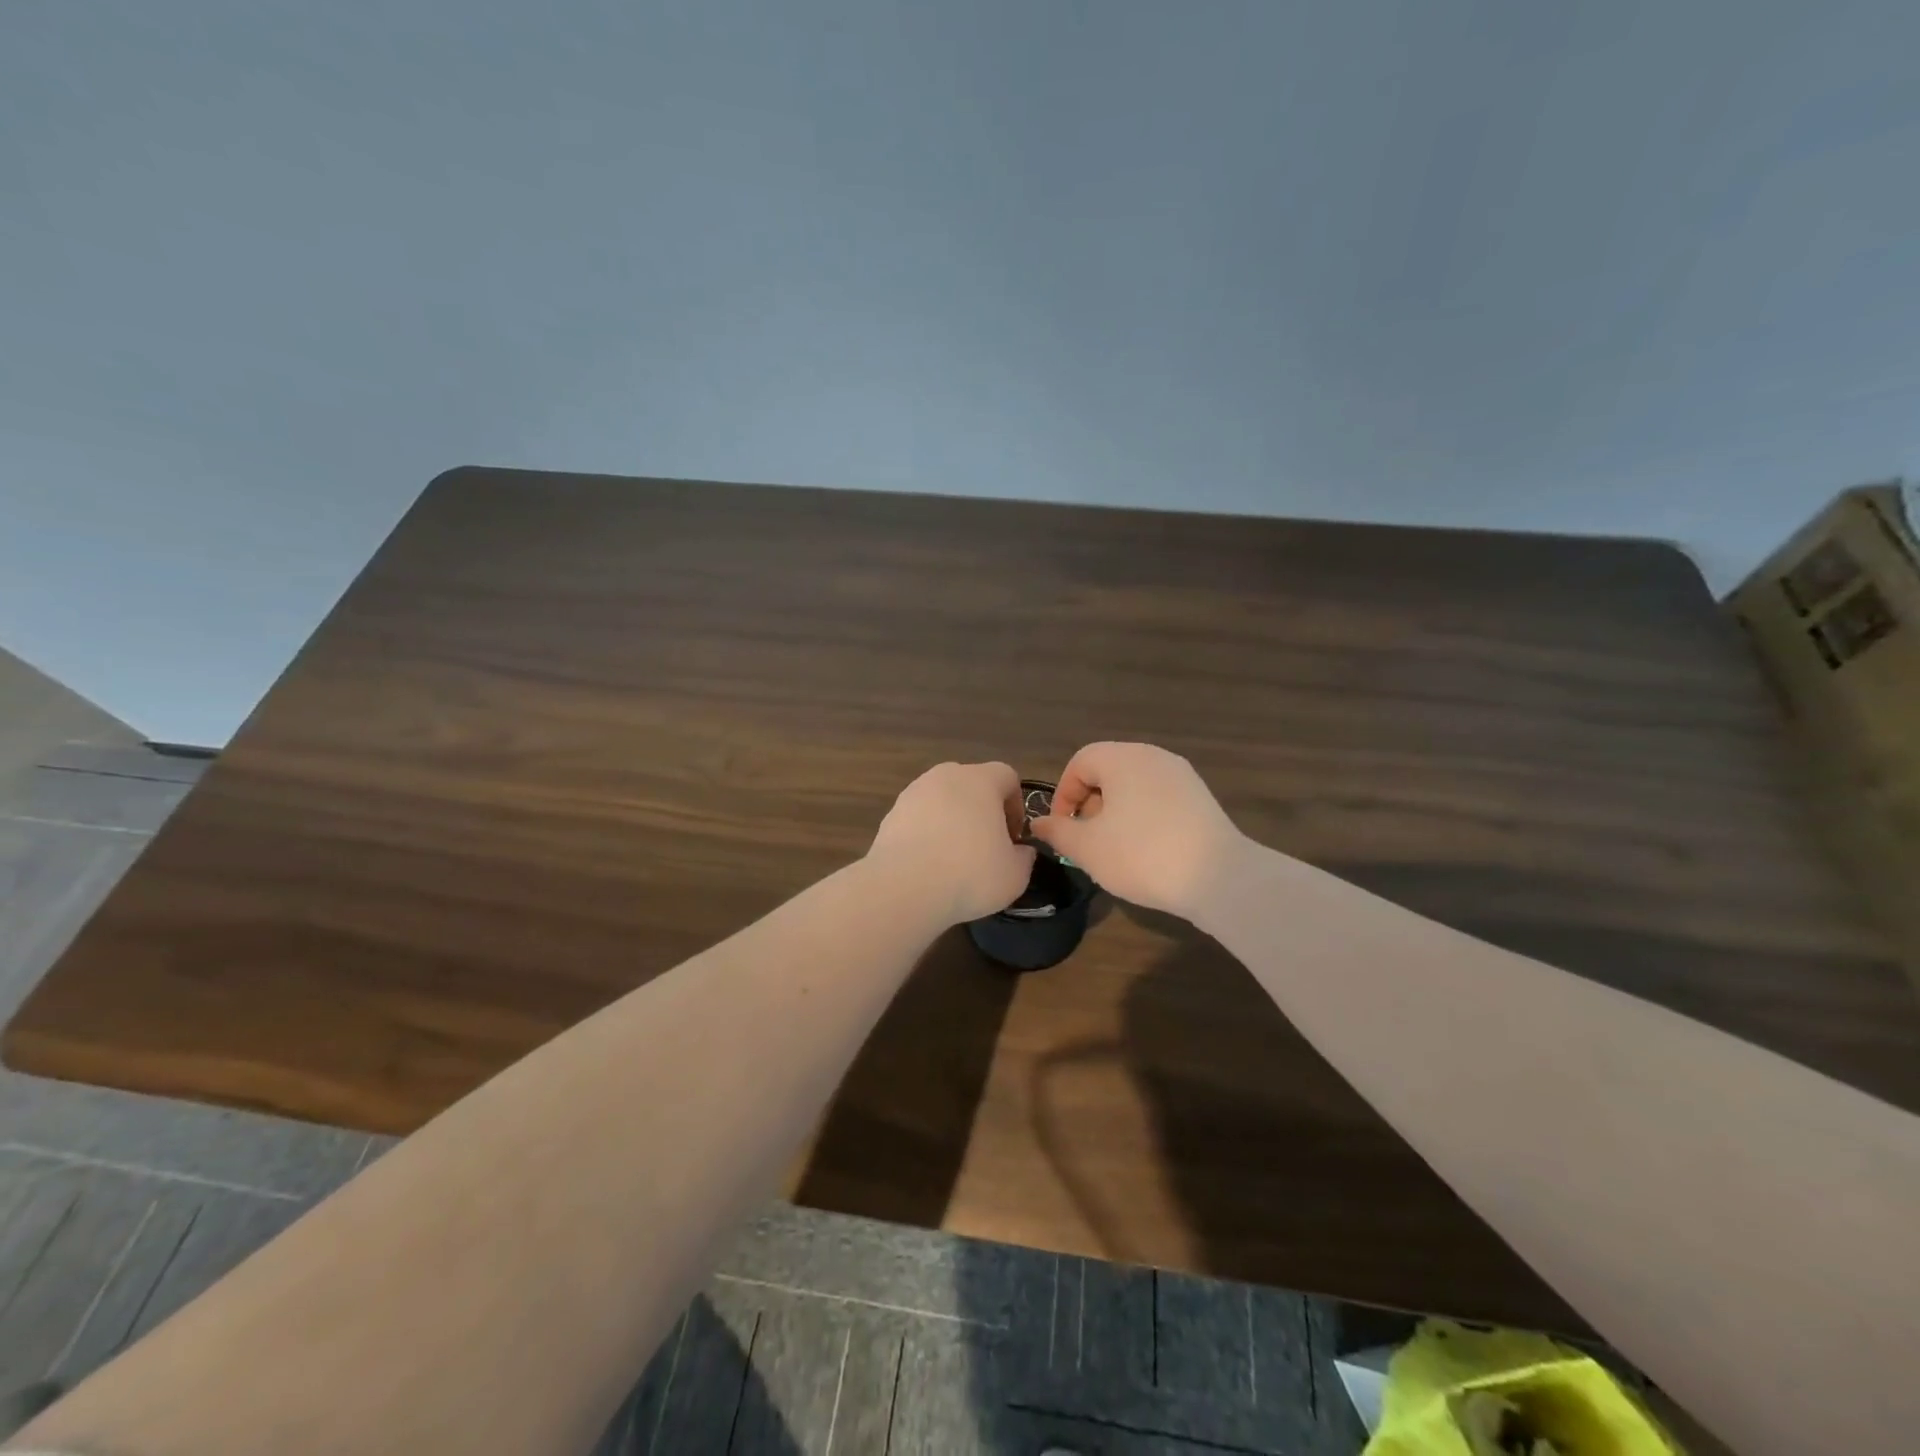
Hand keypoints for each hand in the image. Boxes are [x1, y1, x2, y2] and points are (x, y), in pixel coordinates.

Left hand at [868, 761, 1035, 924]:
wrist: (904, 888)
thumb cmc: (970, 873)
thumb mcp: (1015, 874)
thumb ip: (1024, 857)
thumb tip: (1021, 851)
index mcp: (980, 780)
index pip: (1007, 777)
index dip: (1015, 805)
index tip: (1013, 837)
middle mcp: (945, 776)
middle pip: (971, 784)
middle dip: (982, 810)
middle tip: (986, 846)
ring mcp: (913, 793)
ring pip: (942, 800)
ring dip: (952, 821)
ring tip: (954, 858)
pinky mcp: (890, 814)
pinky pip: (918, 819)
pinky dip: (926, 834)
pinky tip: (928, 865)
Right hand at [1029, 742, 1246, 919]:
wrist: (1219, 878)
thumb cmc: (1142, 855)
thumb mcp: (1087, 848)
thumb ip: (1058, 832)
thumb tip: (1039, 824)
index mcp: (1122, 758)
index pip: (1080, 762)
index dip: (1063, 794)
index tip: (1063, 829)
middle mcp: (1153, 756)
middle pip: (1108, 771)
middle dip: (1089, 804)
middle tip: (1087, 840)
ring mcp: (1181, 775)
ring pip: (1133, 785)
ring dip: (1115, 812)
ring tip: (1114, 848)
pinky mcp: (1200, 797)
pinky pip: (1158, 797)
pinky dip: (1142, 816)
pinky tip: (1145, 850)